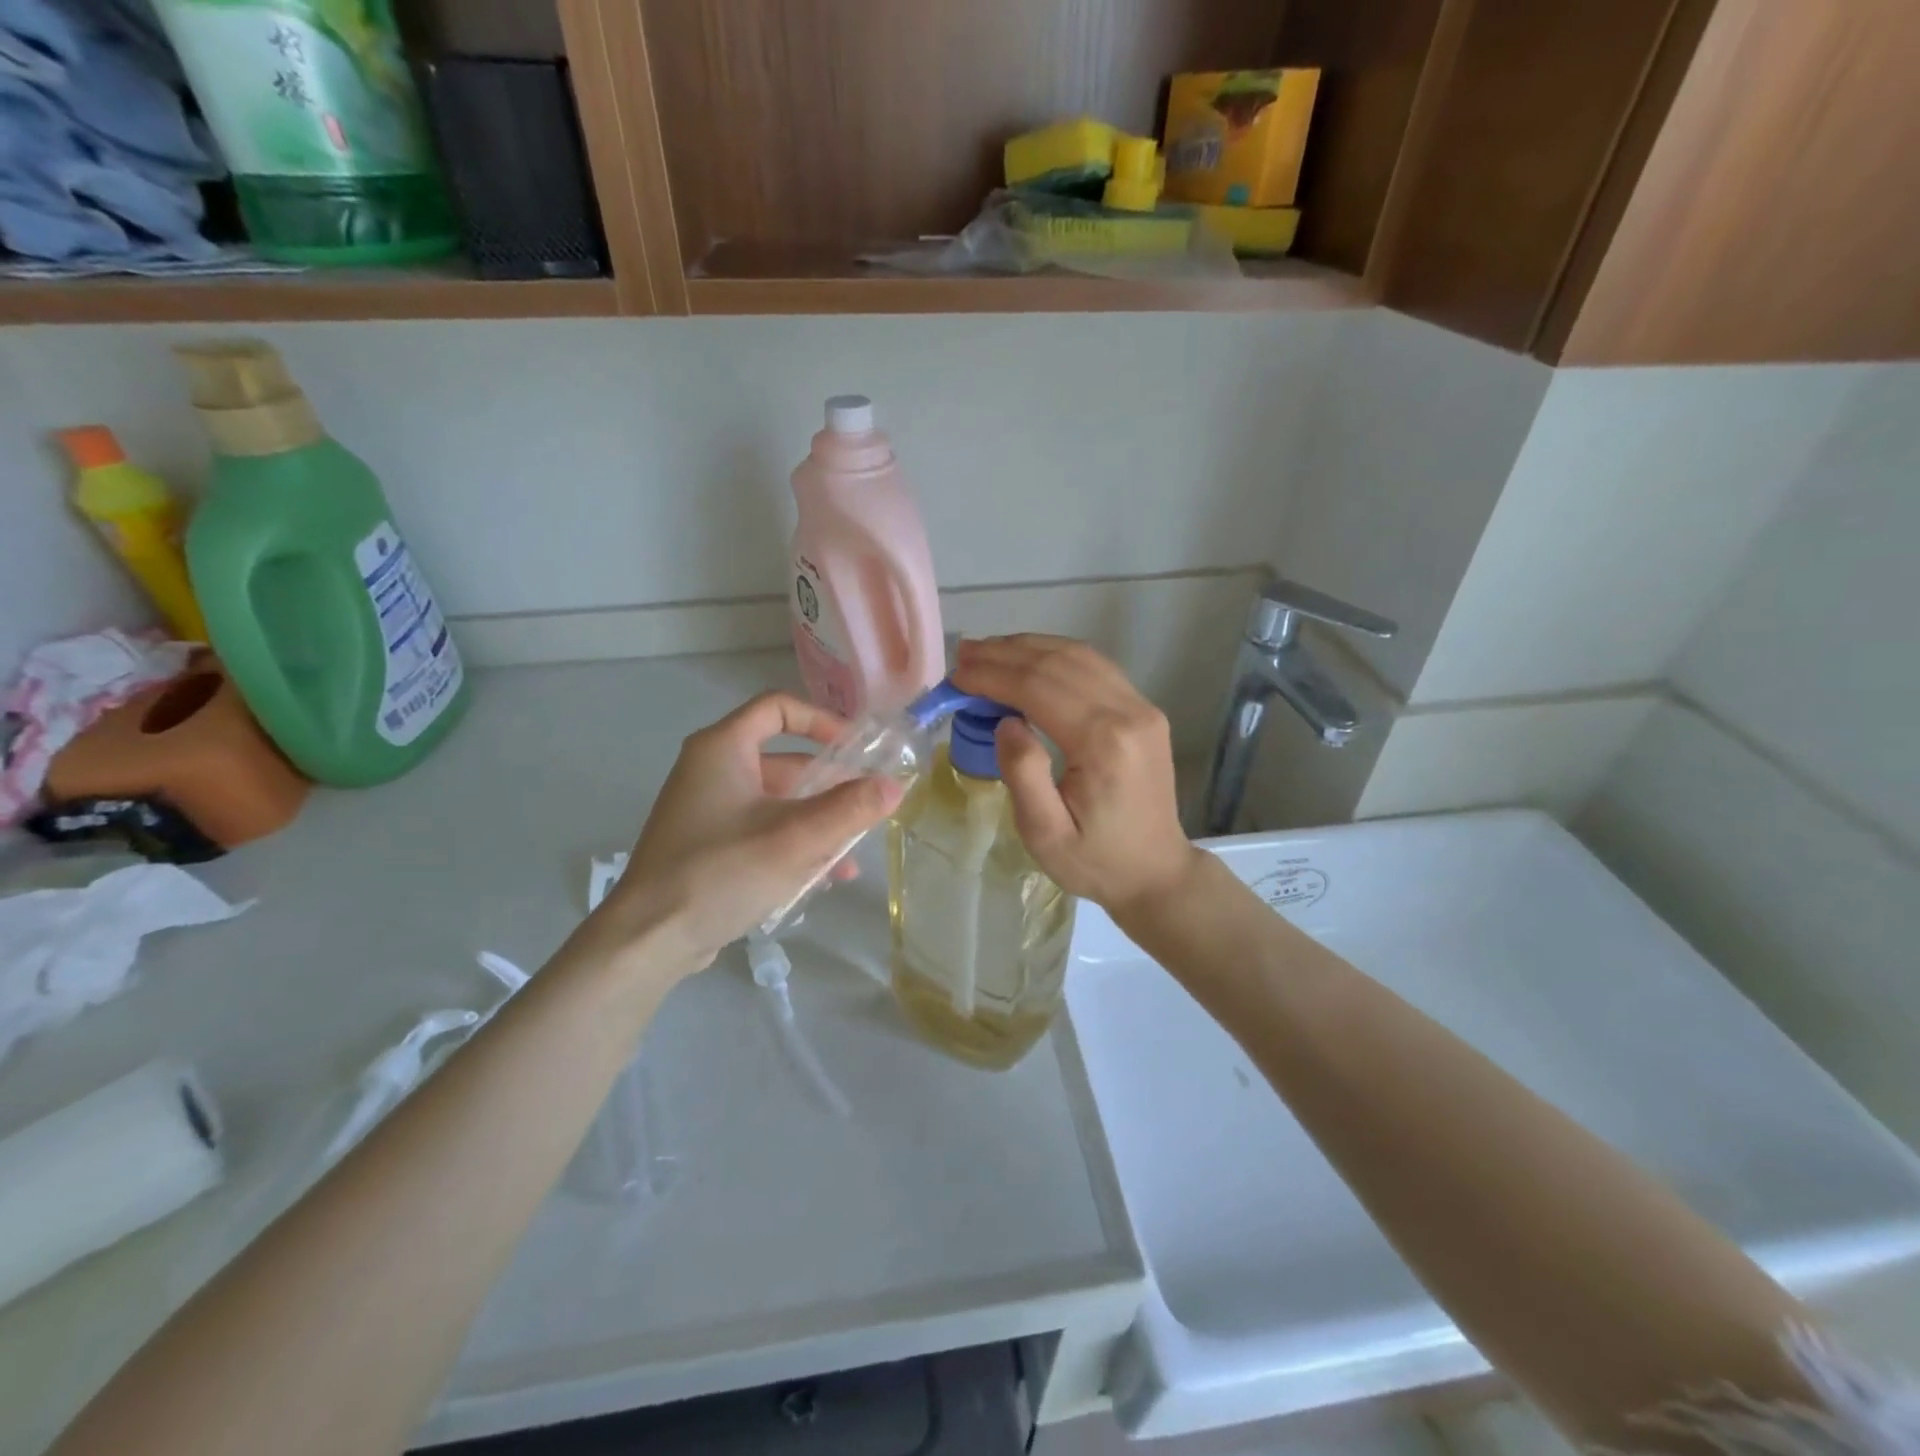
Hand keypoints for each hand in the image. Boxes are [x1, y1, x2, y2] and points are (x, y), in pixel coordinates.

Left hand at [593, 693, 903, 974]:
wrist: (649, 938)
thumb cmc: (723, 871)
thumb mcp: (796, 838)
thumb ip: (851, 809)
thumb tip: (895, 785)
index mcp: (723, 748)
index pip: (778, 709)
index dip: (821, 721)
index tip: (856, 748)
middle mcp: (711, 770)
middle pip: (784, 761)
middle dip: (830, 785)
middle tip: (867, 805)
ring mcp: (707, 809)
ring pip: (777, 802)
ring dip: (817, 822)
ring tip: (852, 853)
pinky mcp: (708, 845)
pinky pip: (762, 830)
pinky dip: (793, 843)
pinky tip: (824, 877)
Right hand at [951, 636, 1200, 917]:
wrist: (1156, 872)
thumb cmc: (1096, 861)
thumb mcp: (1046, 834)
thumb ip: (1023, 774)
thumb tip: (1006, 721)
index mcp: (1103, 743)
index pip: (1038, 688)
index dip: (993, 675)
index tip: (957, 674)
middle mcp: (1128, 713)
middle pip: (1058, 663)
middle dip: (1006, 654)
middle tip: (963, 653)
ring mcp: (1142, 707)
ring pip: (1080, 656)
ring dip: (1030, 648)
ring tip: (988, 651)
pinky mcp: (1144, 711)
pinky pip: (1097, 668)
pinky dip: (1057, 656)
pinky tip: (1030, 660)